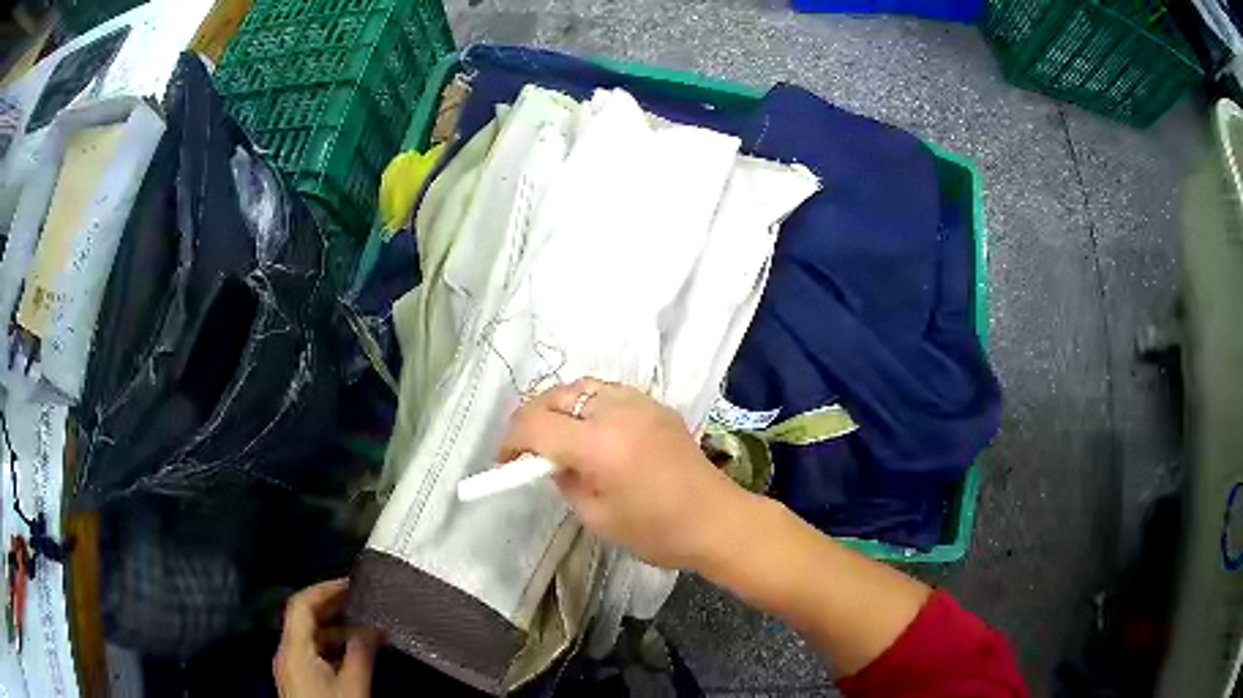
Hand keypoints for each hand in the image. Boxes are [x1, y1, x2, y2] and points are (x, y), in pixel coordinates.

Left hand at [274, 579, 378, 697]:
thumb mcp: (353, 687)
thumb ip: (361, 654)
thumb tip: (373, 627)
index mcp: (293, 649)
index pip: (301, 604)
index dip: (325, 588)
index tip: (351, 582)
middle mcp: (286, 653)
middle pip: (304, 618)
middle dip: (333, 607)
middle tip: (361, 600)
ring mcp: (290, 666)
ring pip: (310, 636)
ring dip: (336, 629)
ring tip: (366, 628)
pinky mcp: (298, 679)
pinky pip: (313, 652)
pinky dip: (333, 646)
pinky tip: (355, 652)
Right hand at [497, 378, 750, 569]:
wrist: (717, 520)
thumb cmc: (656, 532)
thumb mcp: (597, 517)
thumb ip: (565, 482)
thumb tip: (548, 462)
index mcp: (600, 446)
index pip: (537, 424)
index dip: (512, 441)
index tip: (505, 462)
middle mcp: (618, 412)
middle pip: (555, 395)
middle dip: (531, 418)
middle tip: (526, 448)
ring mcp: (641, 403)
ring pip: (581, 386)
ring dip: (559, 406)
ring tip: (556, 435)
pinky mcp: (657, 405)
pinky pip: (608, 392)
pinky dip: (587, 404)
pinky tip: (591, 429)